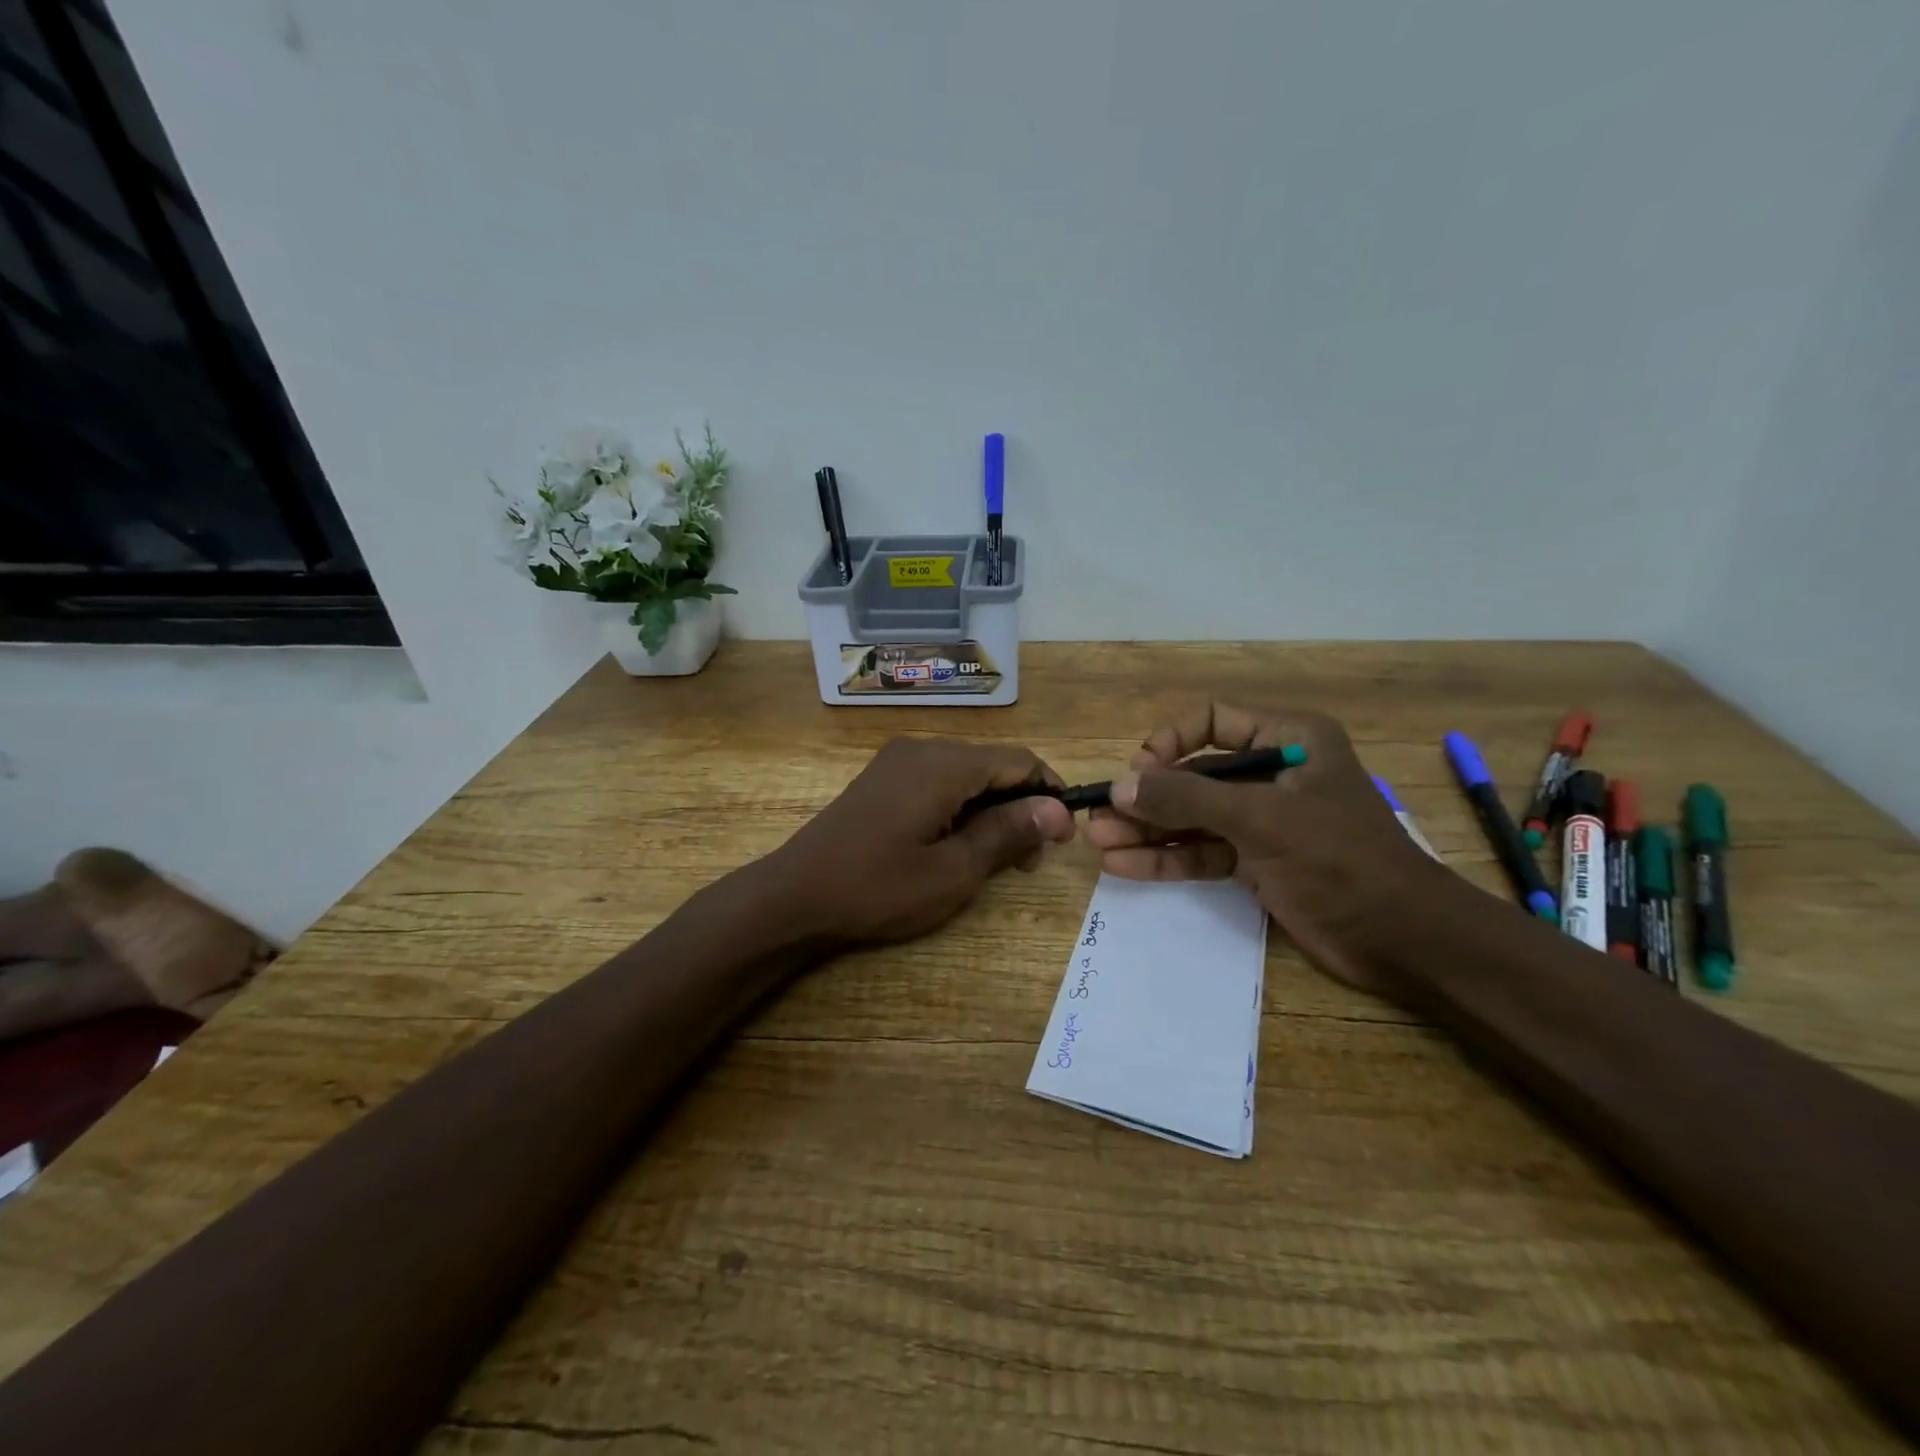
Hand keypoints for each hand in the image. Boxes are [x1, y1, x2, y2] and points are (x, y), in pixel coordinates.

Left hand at [763, 738, 1075, 945]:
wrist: (794, 896)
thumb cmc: (877, 888)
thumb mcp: (952, 870)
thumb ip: (1007, 833)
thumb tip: (1057, 810)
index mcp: (943, 764)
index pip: (1019, 761)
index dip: (1050, 793)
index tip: (1063, 837)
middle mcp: (922, 749)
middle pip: (992, 765)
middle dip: (1020, 807)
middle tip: (1028, 861)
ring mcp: (898, 761)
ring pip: (966, 775)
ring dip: (991, 811)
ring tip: (996, 861)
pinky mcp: (883, 778)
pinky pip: (938, 782)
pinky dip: (961, 808)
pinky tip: (958, 845)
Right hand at [1084, 703, 1444, 996]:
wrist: (1403, 940)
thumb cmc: (1339, 859)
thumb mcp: (1261, 820)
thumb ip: (1187, 799)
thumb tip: (1120, 787)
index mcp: (1289, 740)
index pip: (1212, 720)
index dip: (1170, 742)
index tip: (1139, 773)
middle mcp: (1272, 774)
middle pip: (1194, 774)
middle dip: (1147, 797)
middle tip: (1100, 817)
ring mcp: (1262, 820)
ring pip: (1192, 817)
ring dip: (1148, 830)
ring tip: (1100, 843)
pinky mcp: (1256, 862)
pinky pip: (1202, 851)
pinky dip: (1166, 858)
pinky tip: (1124, 865)